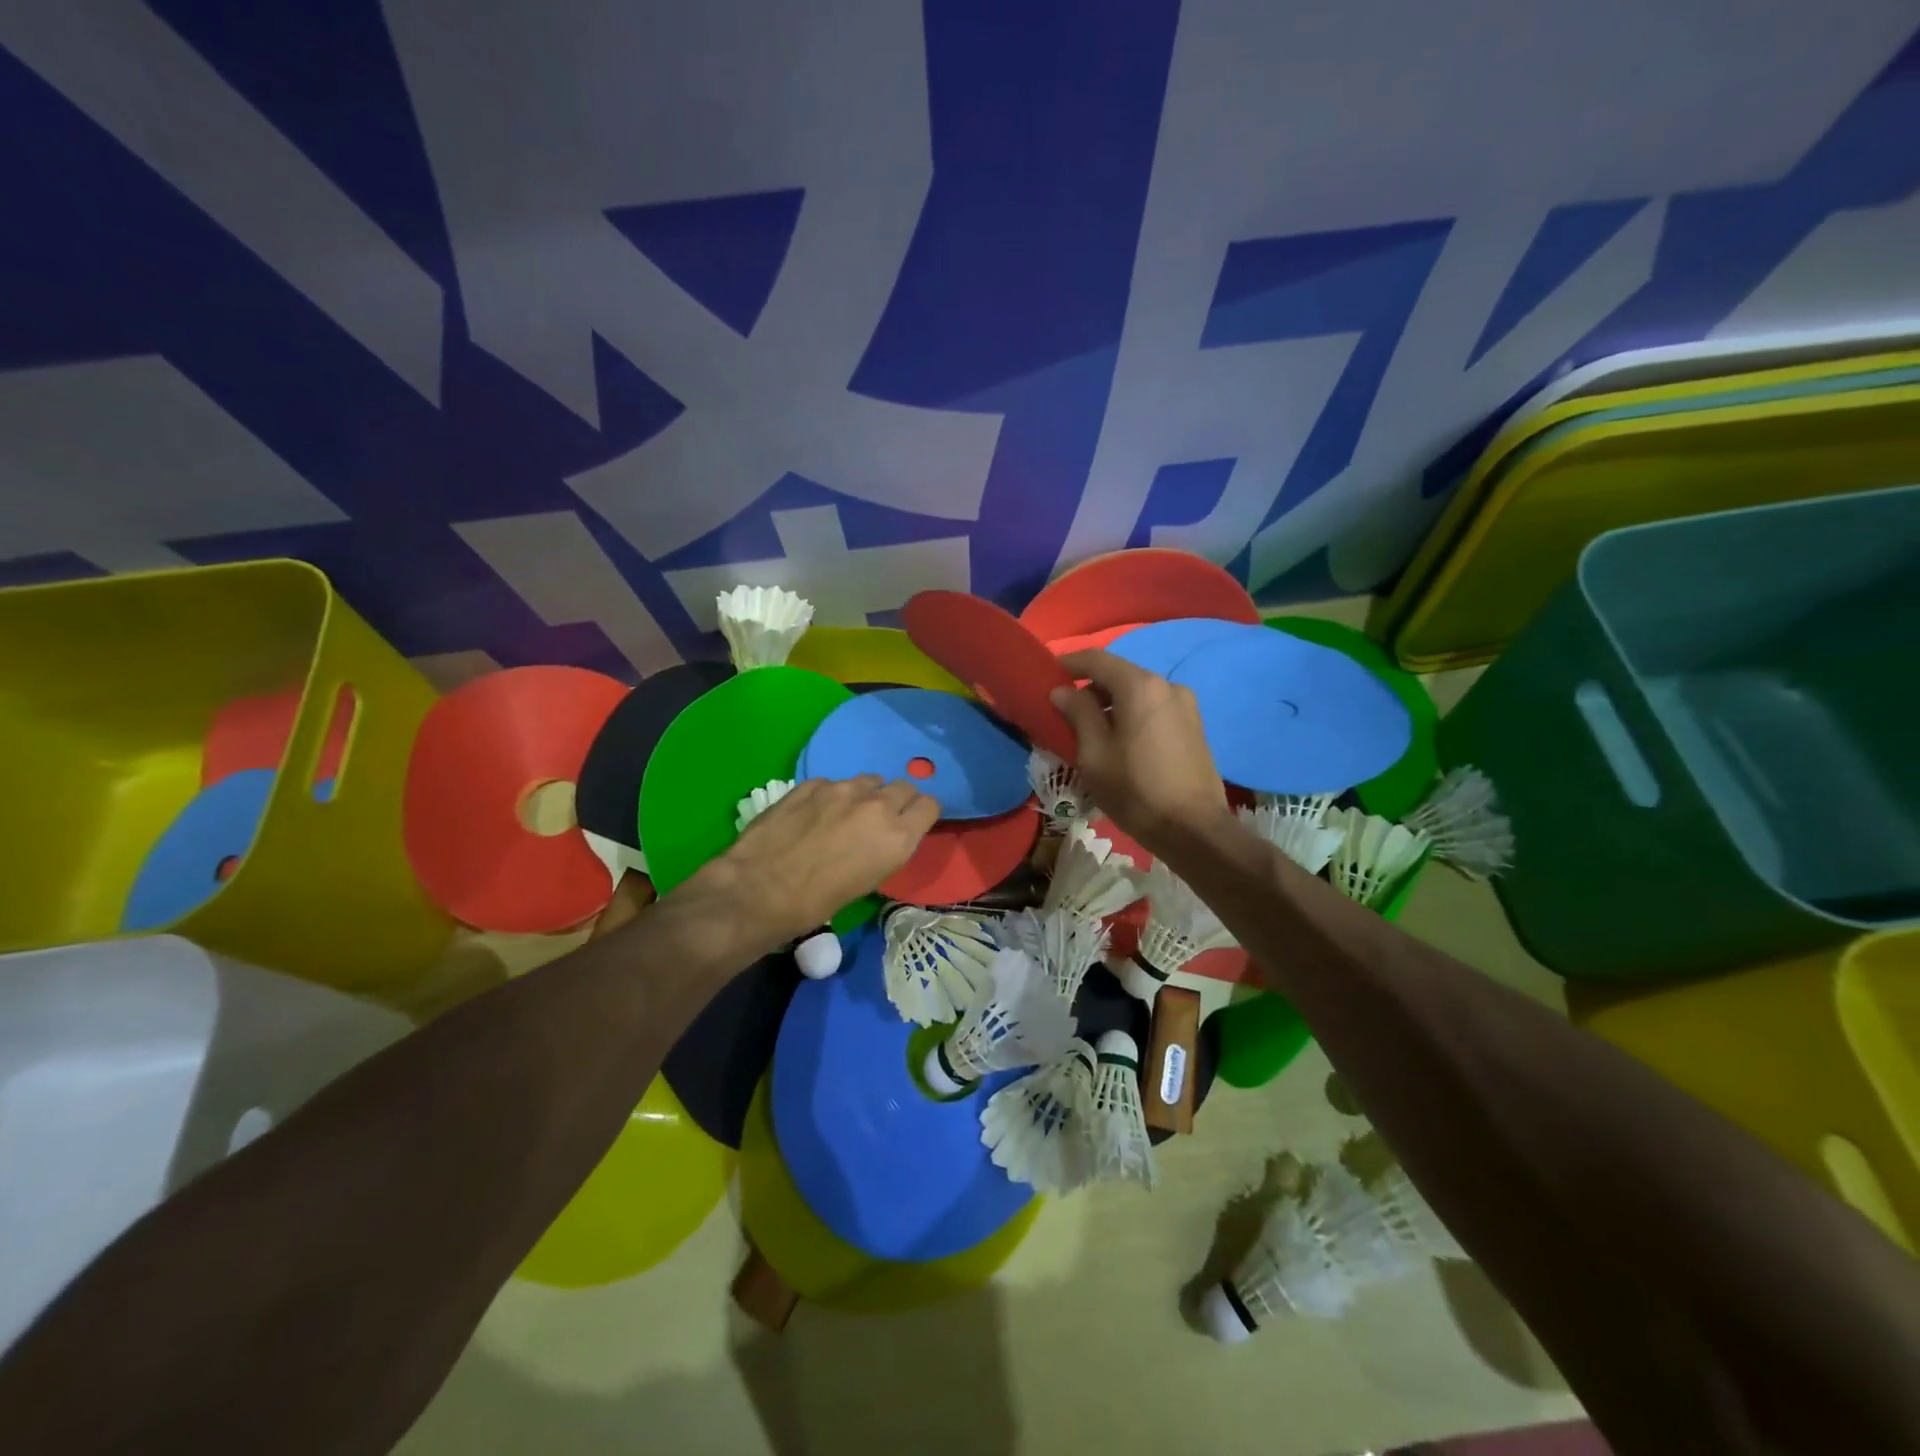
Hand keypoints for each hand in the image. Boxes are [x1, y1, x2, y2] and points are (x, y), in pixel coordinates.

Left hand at [709, 776, 938, 947]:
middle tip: (879, 820)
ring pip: (869, 781)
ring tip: (844, 816)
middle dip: (897, 800)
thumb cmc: (817, 903)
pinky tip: (812, 815)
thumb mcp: (869, 880)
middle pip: (904, 786)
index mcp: (898, 836)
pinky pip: (833, 784)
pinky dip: (830, 796)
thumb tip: (885, 835)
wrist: (760, 890)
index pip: (929, 805)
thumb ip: (887, 847)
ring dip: (865, 795)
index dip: (921, 814)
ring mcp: (842, 789)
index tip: (911, 824)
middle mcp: (877, 805)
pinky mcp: (812, 783)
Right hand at [1051, 649, 1231, 859]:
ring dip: (1112, 703)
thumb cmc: (1135, 790)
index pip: (1097, 659)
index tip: (1048, 675)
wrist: (1194, 829)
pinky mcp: (1194, 725)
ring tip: (1092, 730)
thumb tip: (1063, 691)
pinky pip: (1154, 708)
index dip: (1069, 664)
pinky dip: (1132, 714)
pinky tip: (1121, 740)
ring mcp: (1185, 705)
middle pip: (1120, 674)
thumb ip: (1078, 714)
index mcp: (1140, 687)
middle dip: (1091, 687)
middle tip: (1066, 710)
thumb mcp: (1094, 754)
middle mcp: (1167, 685)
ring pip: (1138, 693)